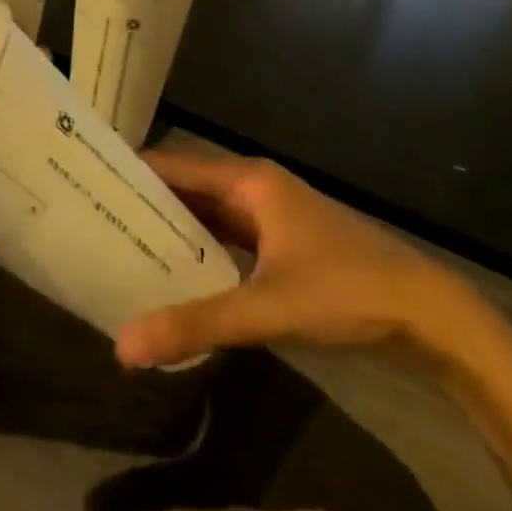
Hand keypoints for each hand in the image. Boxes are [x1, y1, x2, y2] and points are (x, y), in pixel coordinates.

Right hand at [115, 151, 467, 368]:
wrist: (423, 310)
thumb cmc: (345, 290)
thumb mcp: (266, 307)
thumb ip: (196, 324)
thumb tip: (122, 345)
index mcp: (249, 181)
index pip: (175, 165)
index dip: (132, 172)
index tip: (88, 184)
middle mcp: (256, 187)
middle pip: (189, 187)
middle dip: (145, 204)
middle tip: (94, 224)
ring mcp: (272, 215)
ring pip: (208, 214)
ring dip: (172, 229)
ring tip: (121, 249)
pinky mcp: (283, 243)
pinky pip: (228, 237)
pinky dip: (200, 250)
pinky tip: (175, 276)